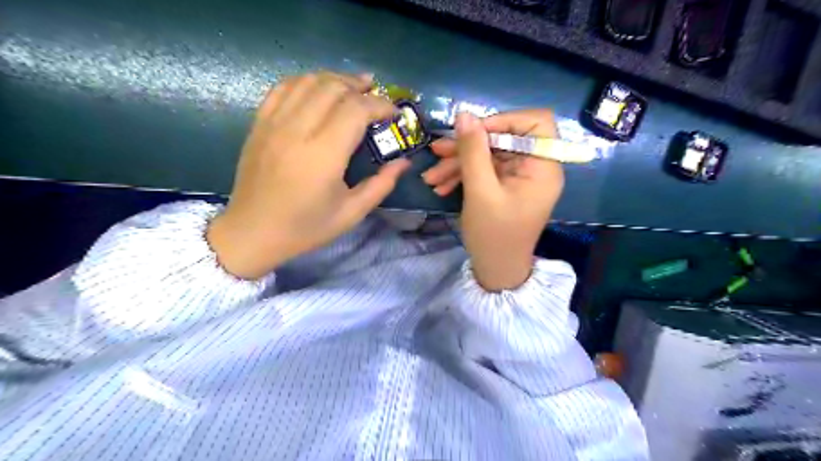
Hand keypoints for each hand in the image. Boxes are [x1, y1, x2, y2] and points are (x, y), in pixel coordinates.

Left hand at [205, 73, 409, 279]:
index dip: (380, 105)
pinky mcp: (260, 123)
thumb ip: (381, 185)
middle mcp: (298, 130)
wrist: (252, 232)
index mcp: (324, 155)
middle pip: (333, 88)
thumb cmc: (305, 227)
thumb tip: (404, 162)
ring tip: (353, 88)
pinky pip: (283, 88)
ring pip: (308, 81)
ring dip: (335, 79)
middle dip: (360, 87)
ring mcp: (274, 123)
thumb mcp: (351, 213)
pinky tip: (318, 89)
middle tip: (376, 96)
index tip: (393, 114)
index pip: (356, 110)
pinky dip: (306, 82)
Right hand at [422, 110, 564, 290]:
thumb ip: (472, 152)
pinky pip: (485, 170)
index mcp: (543, 166)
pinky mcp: (505, 185)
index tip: (473, 132)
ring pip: (489, 154)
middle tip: (437, 151)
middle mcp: (535, 167)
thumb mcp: (480, 192)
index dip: (504, 120)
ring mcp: (519, 176)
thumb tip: (464, 115)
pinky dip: (463, 175)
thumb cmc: (493, 235)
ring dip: (458, 163)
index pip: (535, 122)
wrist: (495, 270)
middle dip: (468, 146)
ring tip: (431, 177)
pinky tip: (441, 186)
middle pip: (503, 139)